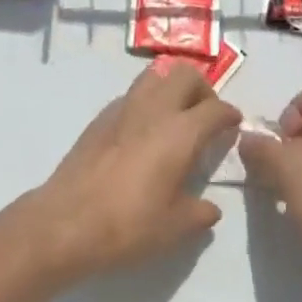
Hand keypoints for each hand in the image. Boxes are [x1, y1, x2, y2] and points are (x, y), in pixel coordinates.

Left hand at [20, 63, 241, 282]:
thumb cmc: (128, 225)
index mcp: (180, 132)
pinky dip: (147, 100)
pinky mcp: (101, 115)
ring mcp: (124, 106)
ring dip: (172, 86)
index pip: (215, 108)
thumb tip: (209, 207)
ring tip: (176, 114)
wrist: (67, 221)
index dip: (229, 114)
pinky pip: (133, 93)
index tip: (234, 124)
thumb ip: (199, 213)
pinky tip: (143, 130)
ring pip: (156, 74)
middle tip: (206, 115)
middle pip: (186, 74)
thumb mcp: (174, 228)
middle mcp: (154, 108)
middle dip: (203, 88)